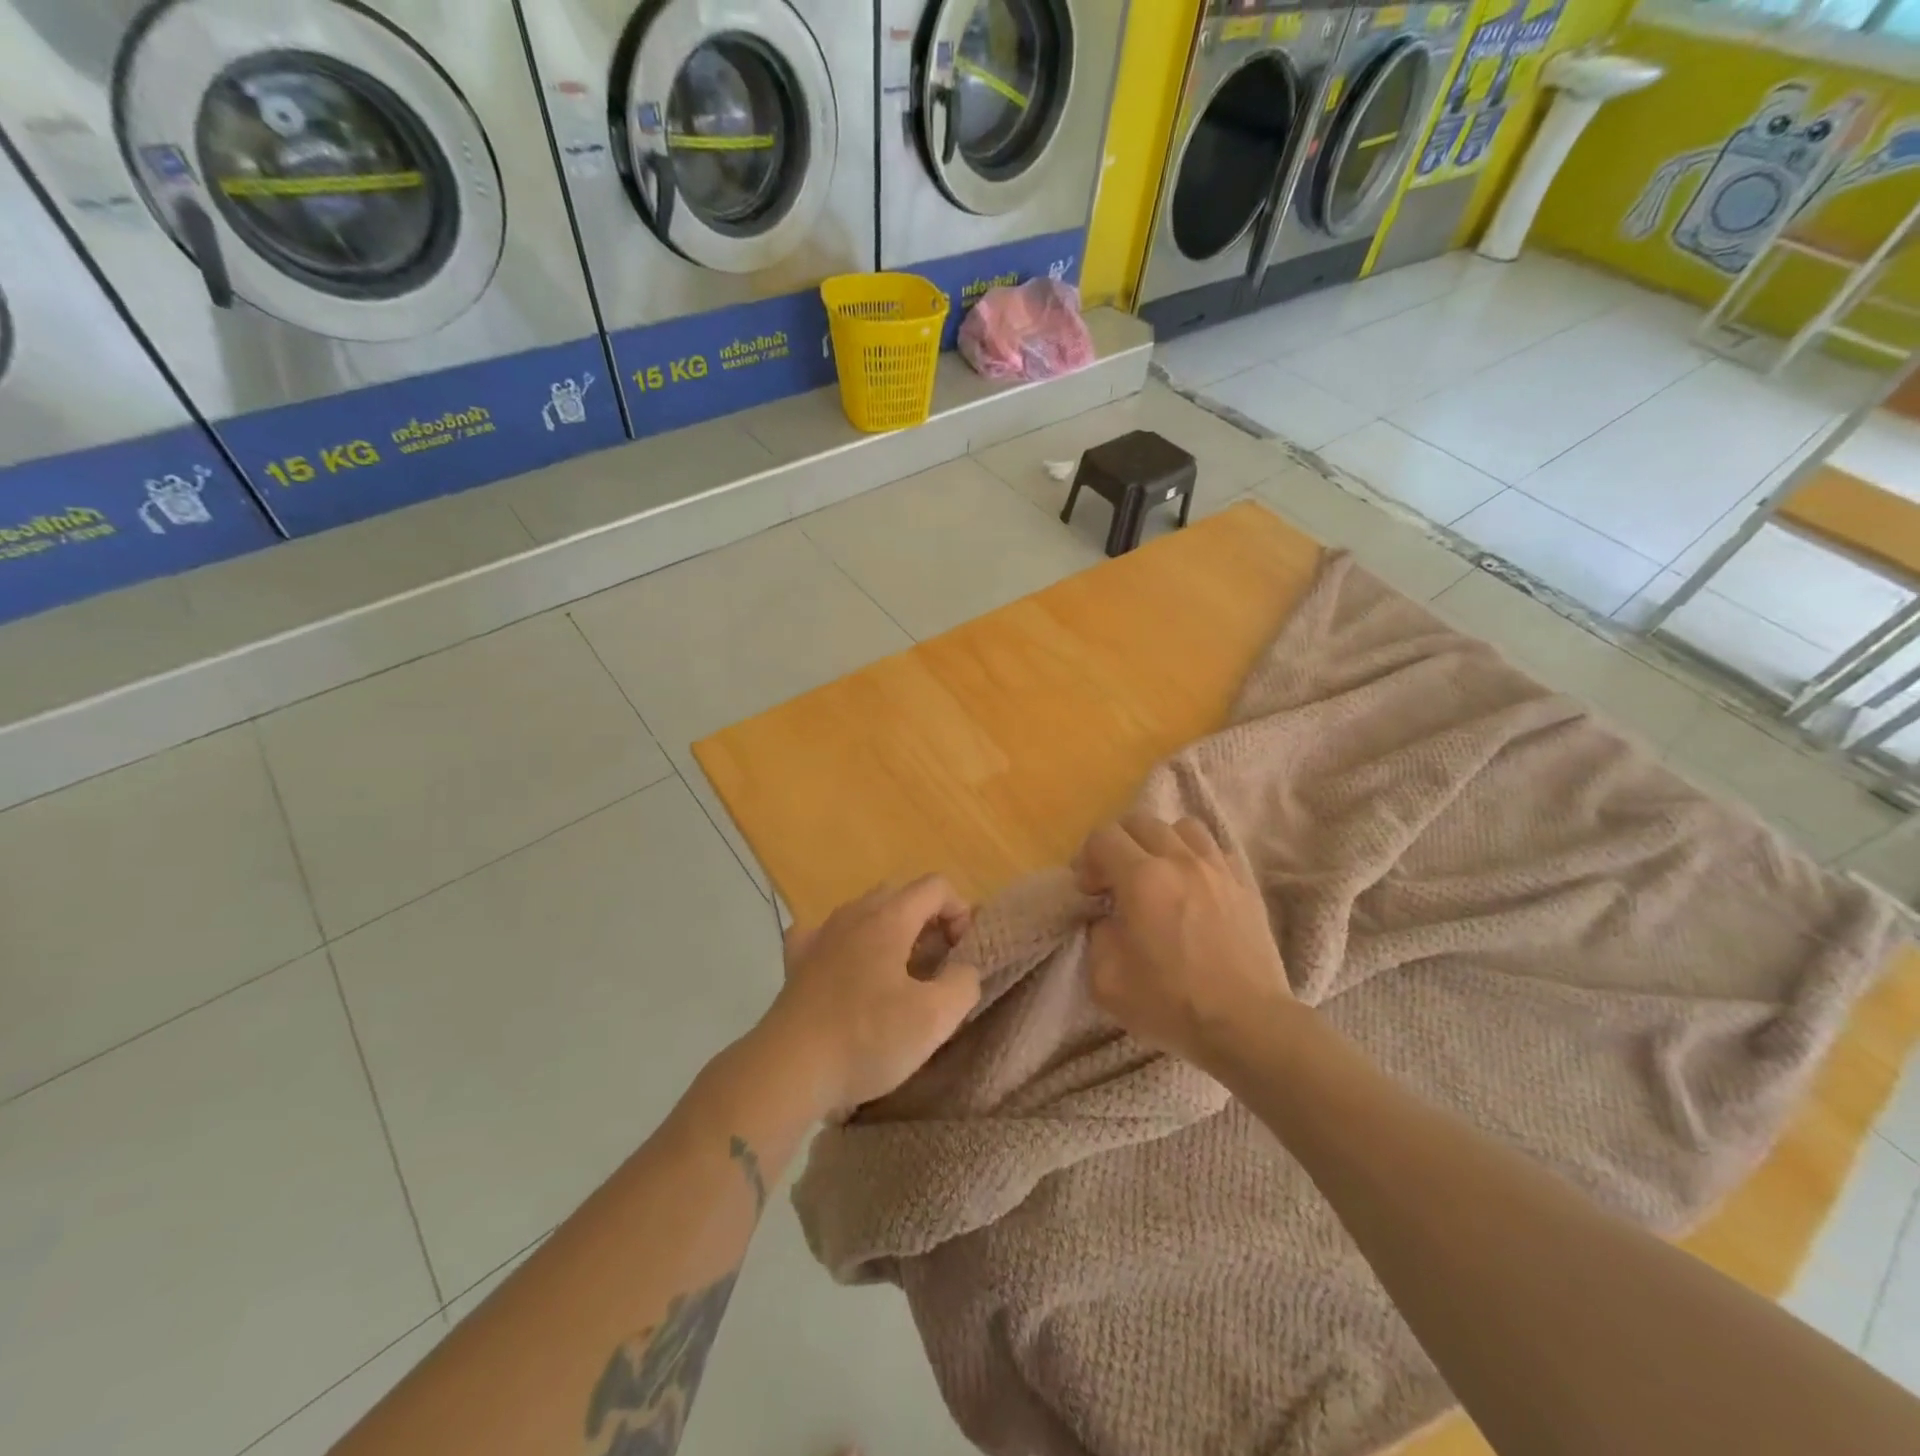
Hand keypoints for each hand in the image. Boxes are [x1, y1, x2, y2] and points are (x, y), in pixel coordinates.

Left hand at [761, 876, 982, 1119]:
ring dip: (890, 932)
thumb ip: (963, 982)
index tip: (961, 953)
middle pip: (901, 895)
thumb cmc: (867, 1038)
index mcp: (889, 918)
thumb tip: (962, 969)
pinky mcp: (796, 961)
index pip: (936, 886)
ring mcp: (820, 934)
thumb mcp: (935, 1018)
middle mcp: (853, 914)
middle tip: (936, 965)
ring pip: (864, 912)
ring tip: (897, 974)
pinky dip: (846, 943)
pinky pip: (827, 934)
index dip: (959, 912)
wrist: (788, 1069)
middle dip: (927, 921)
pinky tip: (847, 969)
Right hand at [1075, 813, 1294, 1069]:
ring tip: (1158, 874)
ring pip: (1182, 826)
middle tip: (1116, 880)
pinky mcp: (1245, 883)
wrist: (1248, 1025)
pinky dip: (1197, 857)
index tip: (1090, 892)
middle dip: (1118, 844)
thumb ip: (1096, 937)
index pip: (1103, 837)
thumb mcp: (1107, 982)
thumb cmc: (1173, 1005)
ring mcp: (1218, 868)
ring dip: (1160, 843)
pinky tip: (1194, 886)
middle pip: (1139, 821)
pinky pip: (1216, 849)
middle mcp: (1180, 860)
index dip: (1087, 859)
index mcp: (1142, 879)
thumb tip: (1107, 917)